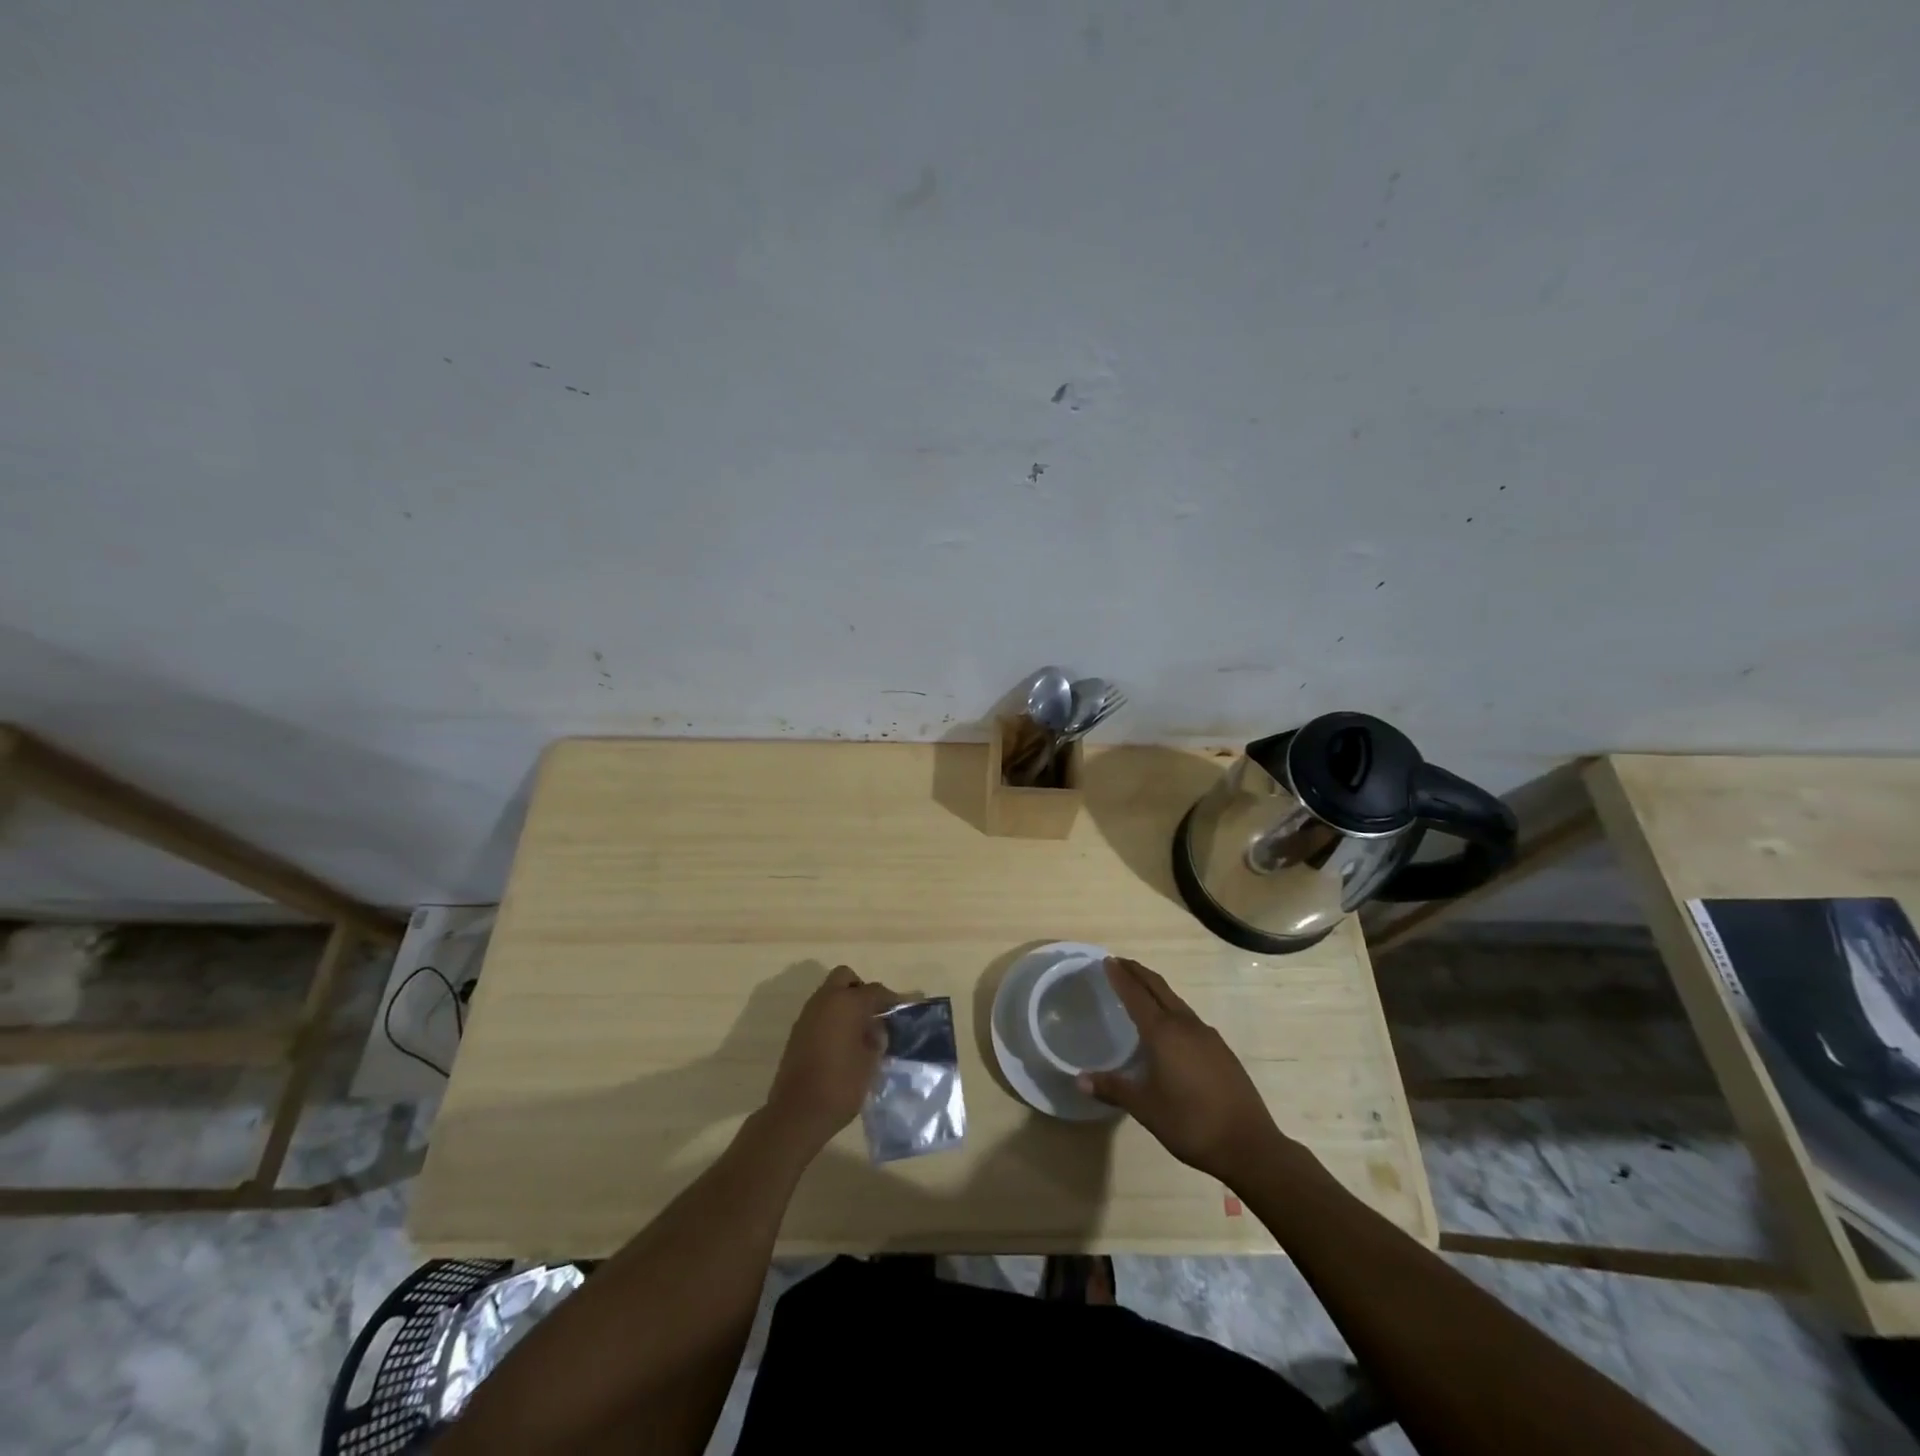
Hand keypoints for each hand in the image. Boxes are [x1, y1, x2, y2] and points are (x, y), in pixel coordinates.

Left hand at [764, 966, 907, 1150]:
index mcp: (847, 1003)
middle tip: (873, 1013)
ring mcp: (808, 1014)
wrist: (797, 1113)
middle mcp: (825, 1000)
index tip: (902, 1010)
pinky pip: (820, 1011)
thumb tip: (877, 1027)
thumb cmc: (841, 1085)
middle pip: (845, 978)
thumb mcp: (871, 1062)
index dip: (891, 999)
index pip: (875, 990)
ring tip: (860, 1029)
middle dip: (861, 989)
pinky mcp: (797, 1031)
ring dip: (844, 1003)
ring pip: (830, 993)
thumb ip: (877, 1038)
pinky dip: (832, 1017)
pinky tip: (842, 1041)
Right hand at [1078, 957, 1283, 1182]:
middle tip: (1120, 962)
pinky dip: (1172, 1009)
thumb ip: (1113, 1088)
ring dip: (1156, 989)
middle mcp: (1185, 1025)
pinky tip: (1170, 1026)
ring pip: (1176, 1001)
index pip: (1136, 995)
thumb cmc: (1190, 1123)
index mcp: (1163, 1033)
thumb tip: (1079, 1080)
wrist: (1248, 1144)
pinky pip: (1189, 1018)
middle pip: (1158, 988)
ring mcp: (1207, 1036)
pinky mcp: (1221, 1049)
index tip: (1107, 961)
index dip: (1120, 977)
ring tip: (1140, 989)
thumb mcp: (1145, 1108)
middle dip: (1138, 972)